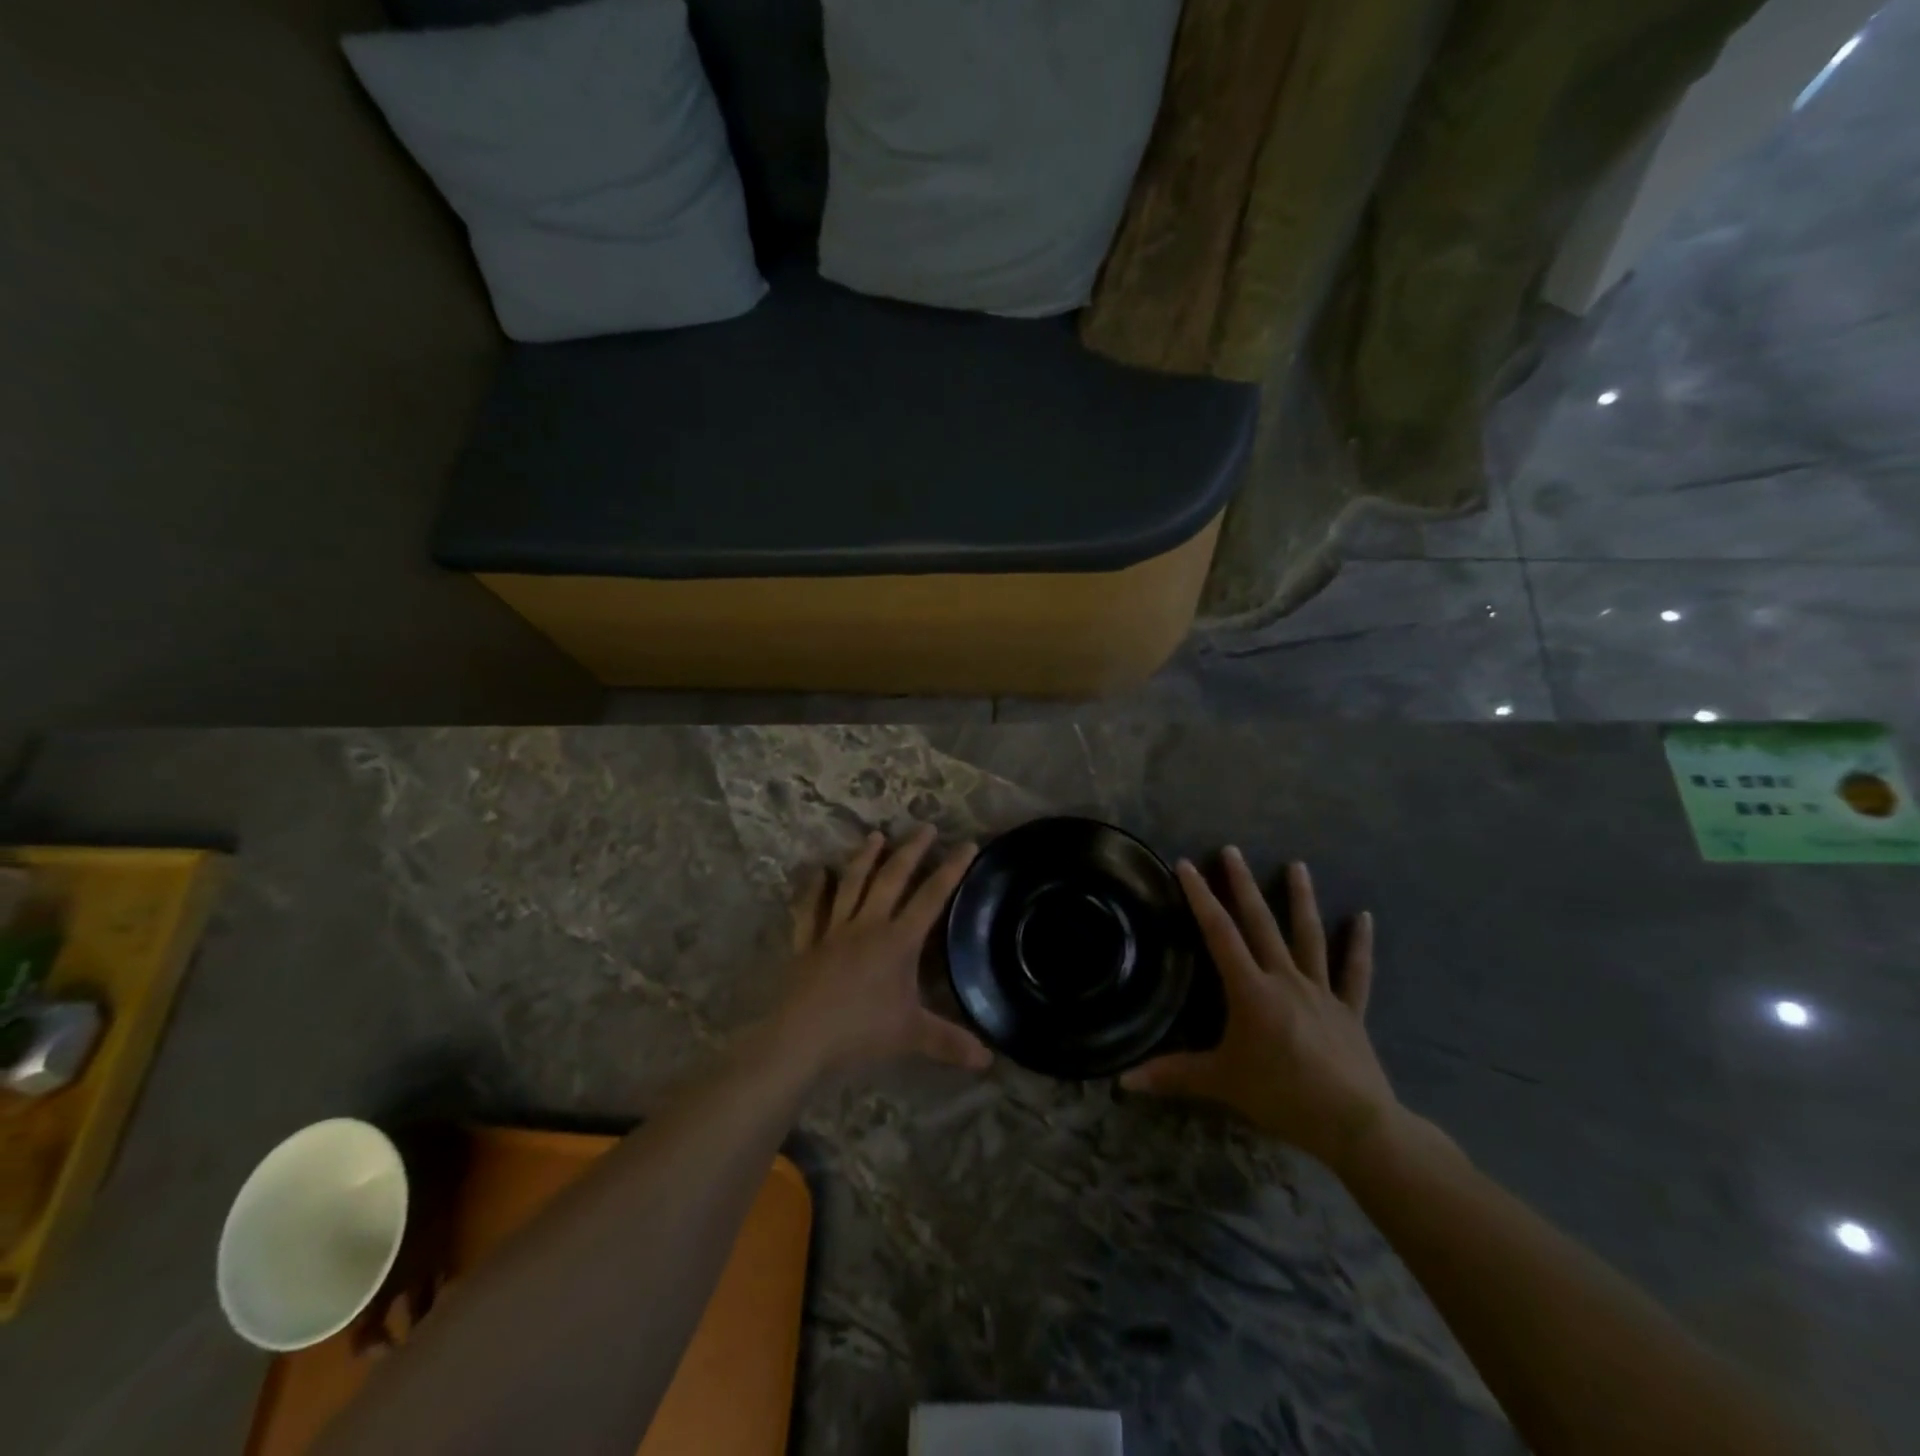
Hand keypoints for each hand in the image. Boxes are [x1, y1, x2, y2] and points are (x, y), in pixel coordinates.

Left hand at [775, 825, 991, 1079]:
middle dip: (911, 851)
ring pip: (852, 885)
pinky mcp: (806, 943)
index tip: (967, 844)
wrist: (801, 1039)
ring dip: (865, 858)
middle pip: (892, 879)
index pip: (931, 898)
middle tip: (925, 827)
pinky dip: (813, 889)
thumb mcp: (912, 1035)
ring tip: (876, 835)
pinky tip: (817, 872)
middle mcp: (867, 925)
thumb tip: (989, 1060)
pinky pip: (809, 910)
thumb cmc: (860, 1032)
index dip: (951, 870)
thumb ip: (950, 1042)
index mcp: (898, 941)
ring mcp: (833, 930)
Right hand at [1121, 850, 1395, 1172]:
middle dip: (1243, 885)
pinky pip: (1355, 972)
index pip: (1220, 933)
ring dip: (1301, 899)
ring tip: (1297, 865)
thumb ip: (1173, 1076)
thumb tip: (1123, 1081)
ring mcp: (1321, 991)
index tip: (1187, 866)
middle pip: (1261, 923)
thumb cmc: (1282, 1096)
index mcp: (1251, 990)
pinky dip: (1360, 945)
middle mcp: (1285, 979)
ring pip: (1309, 936)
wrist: (1354, 1123)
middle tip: (1232, 851)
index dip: (1201, 898)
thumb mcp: (1222, 1083)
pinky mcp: (1349, 1010)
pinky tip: (1365, 918)